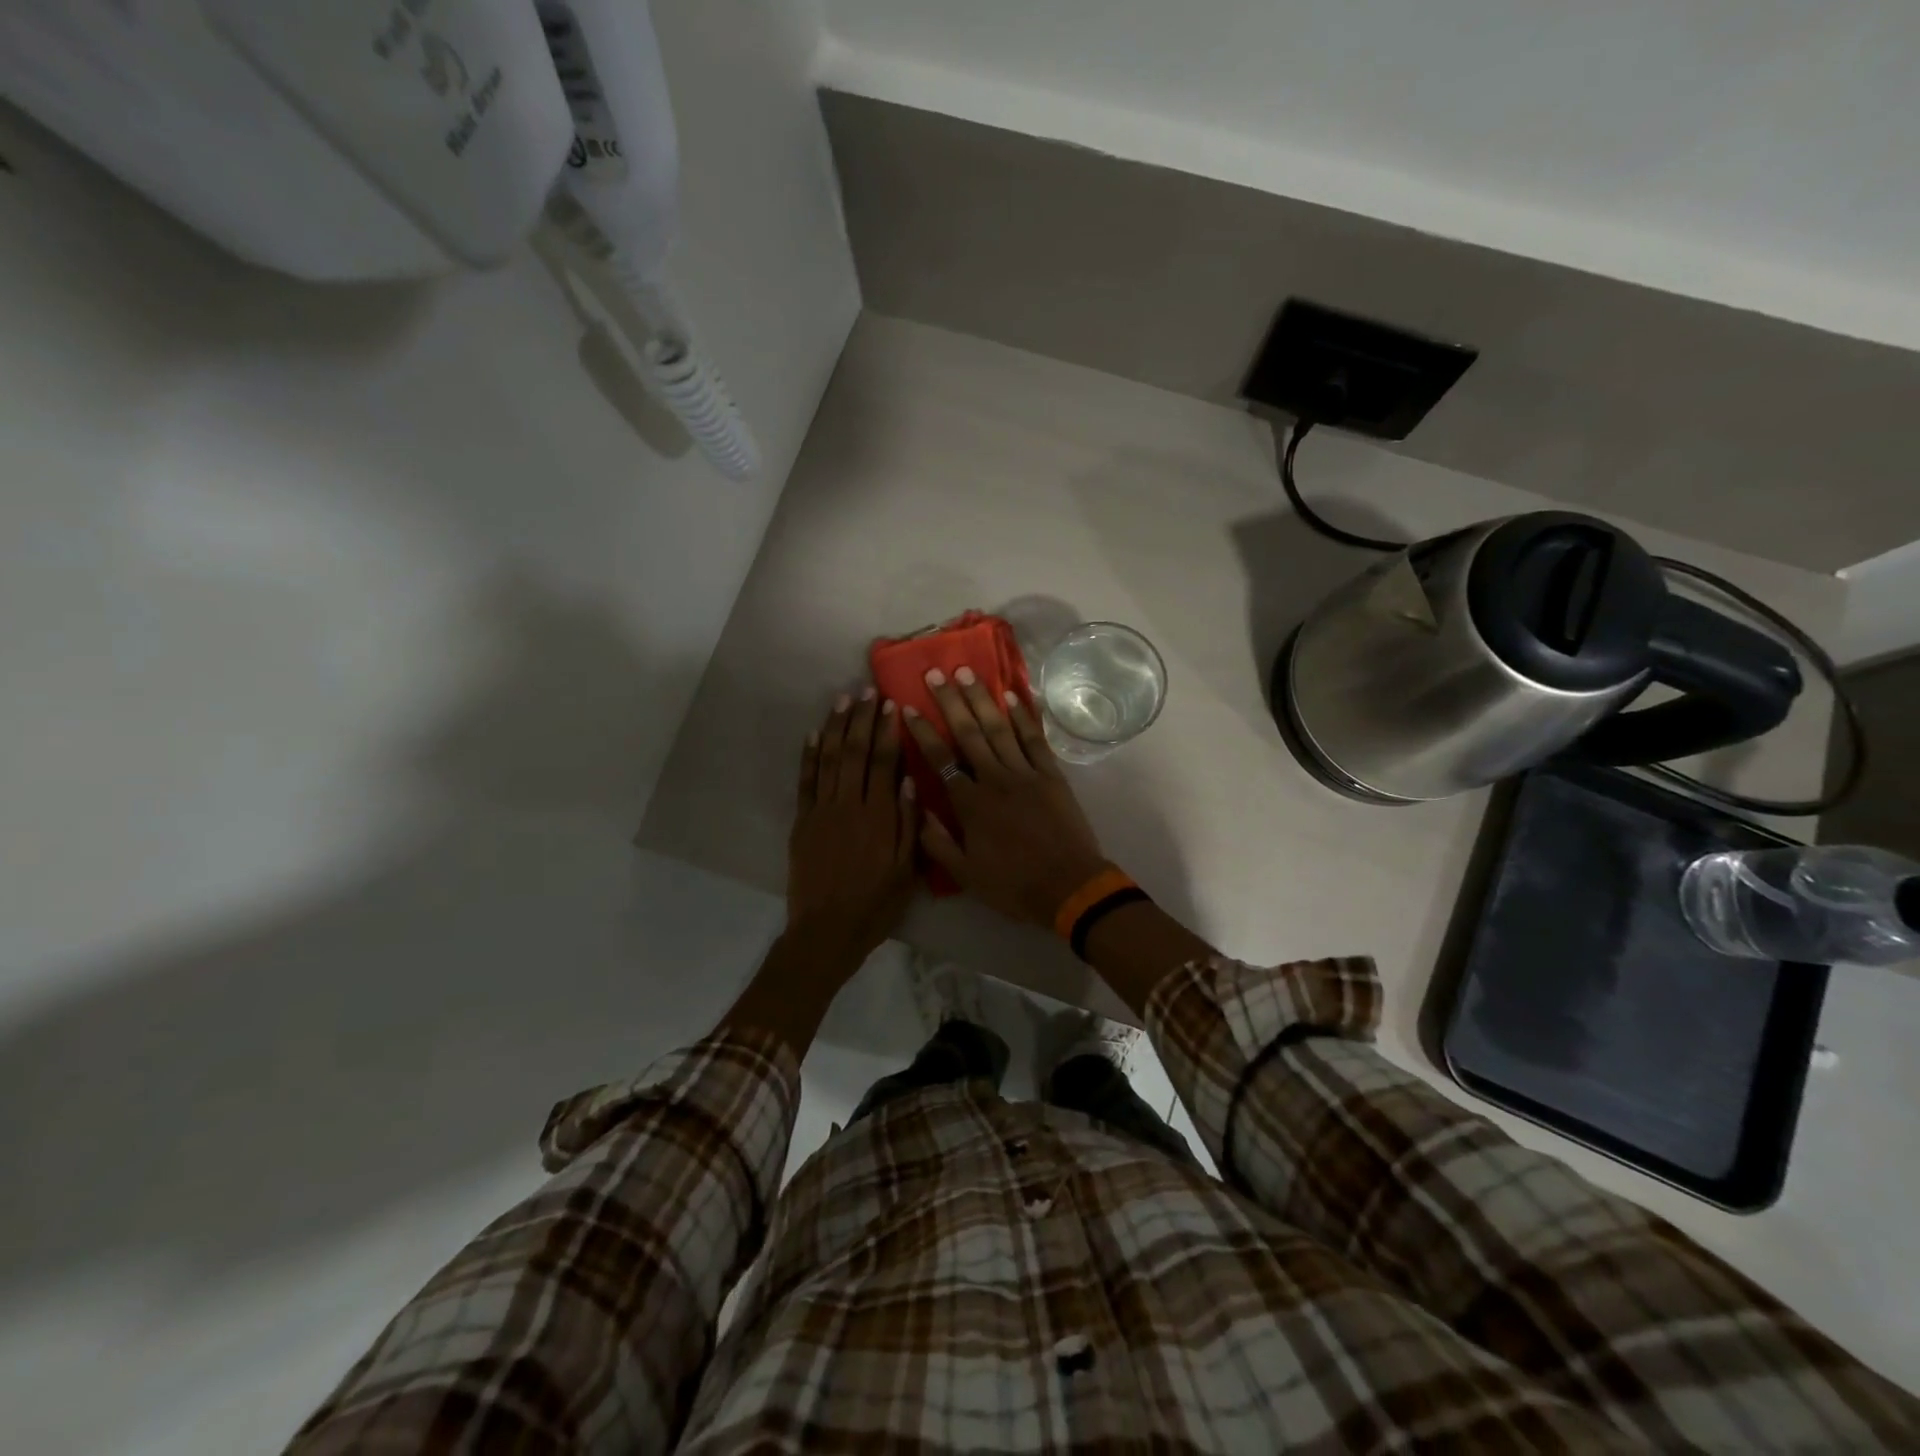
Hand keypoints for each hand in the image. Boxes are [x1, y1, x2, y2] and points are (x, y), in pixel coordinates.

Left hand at [786, 689, 918, 975]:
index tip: (890, 704)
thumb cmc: (875, 904)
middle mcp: (849, 806)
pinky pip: (804, 781)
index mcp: (878, 816)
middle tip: (866, 689)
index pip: (883, 762)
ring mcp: (821, 811)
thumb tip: (911, 781)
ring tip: (842, 700)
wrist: (827, 931)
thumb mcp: (906, 871)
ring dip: (834, 727)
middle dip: (861, 718)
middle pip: (854, 752)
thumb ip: (910, 825)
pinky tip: (812, 734)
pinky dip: (808, 756)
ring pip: (827, 759)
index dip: (886, 731)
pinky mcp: (802, 822)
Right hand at [902, 668, 1111, 928]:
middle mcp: (995, 779)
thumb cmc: (1013, 885)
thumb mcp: (965, 875)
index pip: (940, 759)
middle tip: (935, 672)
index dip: (922, 732)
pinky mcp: (1052, 775)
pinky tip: (1012, 695)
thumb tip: (916, 806)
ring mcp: (1026, 773)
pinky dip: (1024, 716)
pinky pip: (1035, 739)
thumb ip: (937, 841)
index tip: (907, 706)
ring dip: (982, 699)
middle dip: (950, 701)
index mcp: (971, 804)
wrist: (1069, 887)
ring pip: (999, 728)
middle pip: (968, 733)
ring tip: (968, 672)